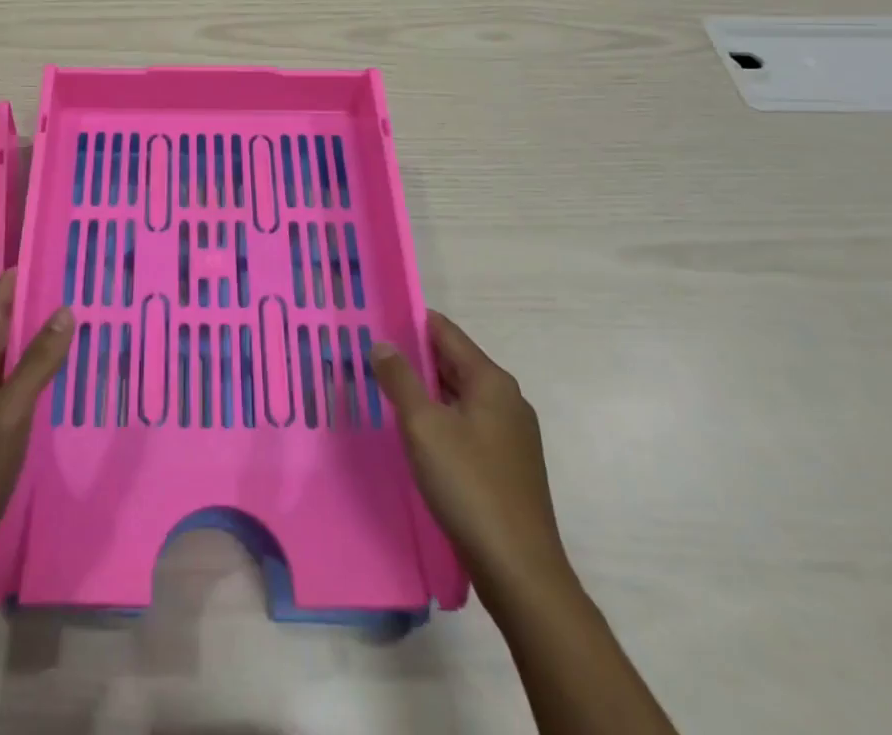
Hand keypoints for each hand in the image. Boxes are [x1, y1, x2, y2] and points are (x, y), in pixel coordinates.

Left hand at [0, 274, 72, 565]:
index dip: (13, 280)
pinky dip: (28, 368)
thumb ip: (37, 361)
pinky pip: (6, 382)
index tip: (43, 256)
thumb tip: (64, 310)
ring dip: (29, 336)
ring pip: (3, 355)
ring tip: (65, 324)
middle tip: (66, 285)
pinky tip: (49, 377)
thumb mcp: (11, 410)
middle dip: (27, 304)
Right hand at [370, 311, 570, 598]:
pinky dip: (440, 418)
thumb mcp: (423, 426)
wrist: (520, 571)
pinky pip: (467, 423)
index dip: (410, 322)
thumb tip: (382, 344)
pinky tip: (415, 432)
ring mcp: (511, 433)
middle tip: (370, 355)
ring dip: (425, 390)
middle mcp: (506, 399)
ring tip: (384, 389)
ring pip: (459, 395)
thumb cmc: (469, 486)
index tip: (376, 319)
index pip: (445, 331)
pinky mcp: (507, 464)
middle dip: (413, 357)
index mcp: (491, 380)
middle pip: (453, 361)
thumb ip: (400, 379)